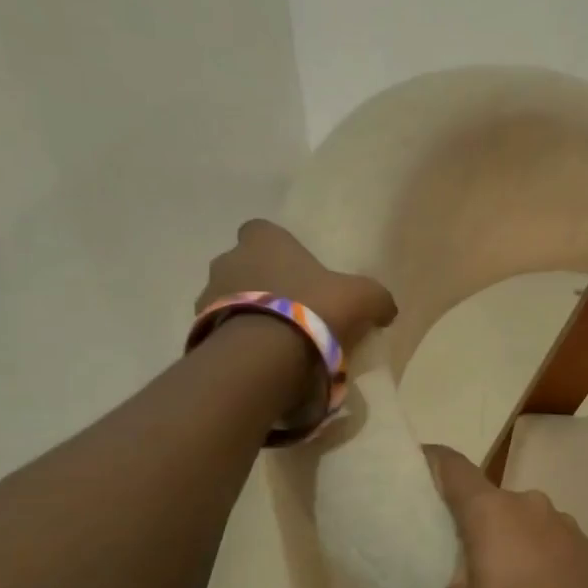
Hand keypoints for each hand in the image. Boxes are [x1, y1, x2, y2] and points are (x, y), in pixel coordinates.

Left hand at [197, 220, 396, 350]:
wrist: (264, 353)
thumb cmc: (313, 308)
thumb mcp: (362, 298)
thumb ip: (377, 298)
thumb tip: (387, 308)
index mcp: (262, 241)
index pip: (261, 230)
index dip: (278, 247)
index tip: (296, 269)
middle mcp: (227, 260)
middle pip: (243, 265)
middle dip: (261, 282)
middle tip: (290, 308)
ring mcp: (207, 296)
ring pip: (228, 297)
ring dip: (246, 311)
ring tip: (275, 338)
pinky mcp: (199, 331)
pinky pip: (221, 330)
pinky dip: (237, 339)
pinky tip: (260, 358)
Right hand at [372, 445, 587, 587]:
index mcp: (492, 510)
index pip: (449, 463)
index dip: (422, 461)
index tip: (402, 472)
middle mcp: (528, 503)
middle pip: (481, 497)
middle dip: (457, 516)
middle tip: (435, 548)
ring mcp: (563, 522)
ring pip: (515, 520)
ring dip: (496, 539)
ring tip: (481, 576)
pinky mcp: (585, 546)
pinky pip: (543, 540)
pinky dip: (526, 554)